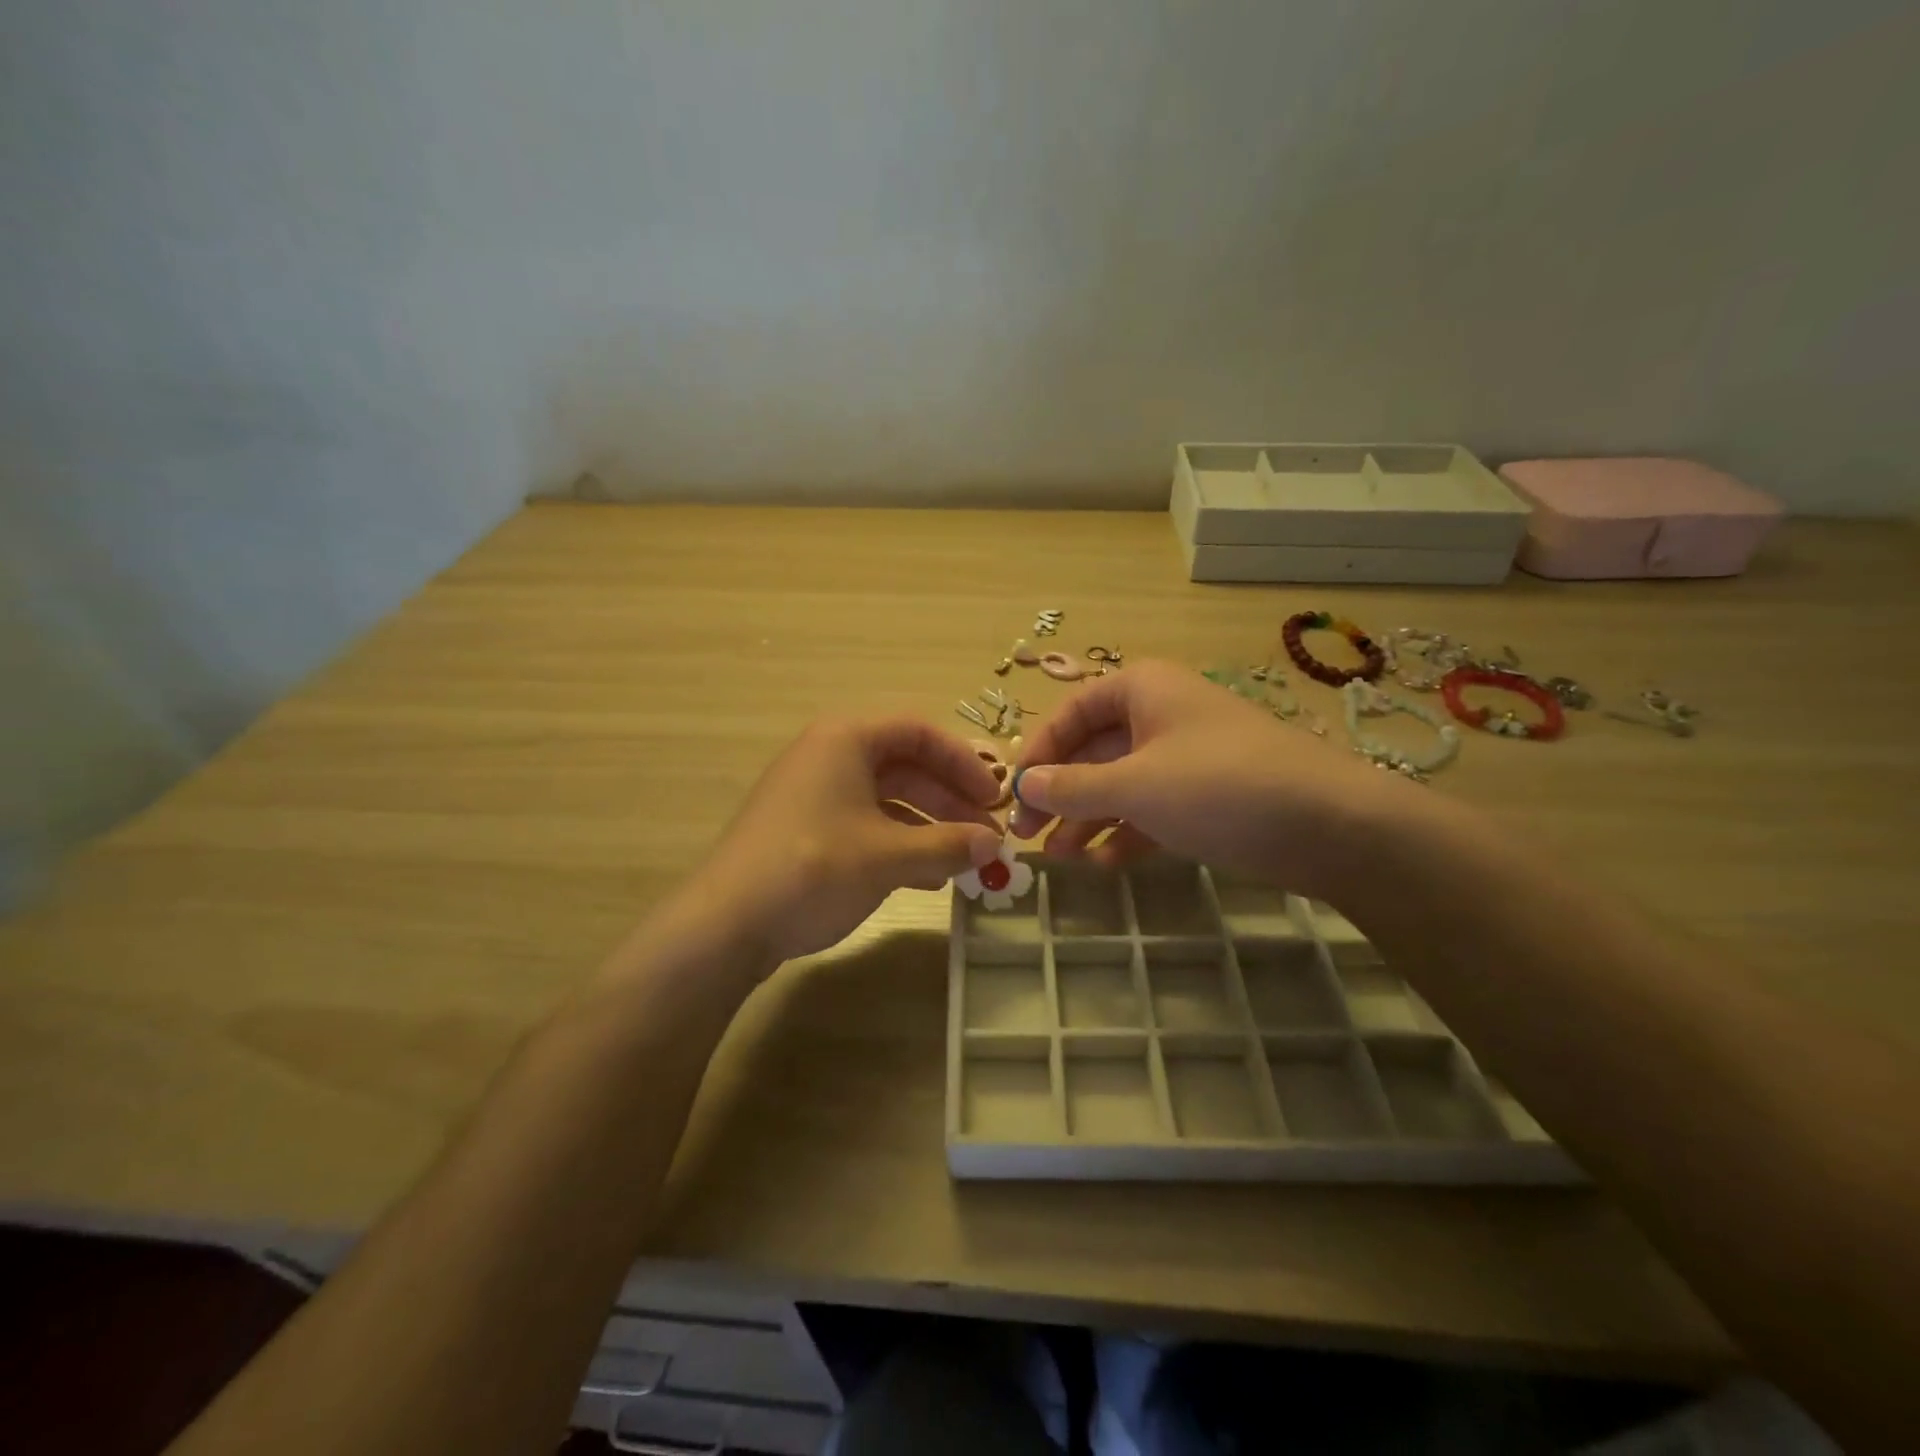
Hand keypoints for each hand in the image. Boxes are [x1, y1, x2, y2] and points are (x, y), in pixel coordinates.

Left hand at [686, 717, 1003, 964]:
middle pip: (905, 765)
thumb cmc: (814, 869)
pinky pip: (865, 823)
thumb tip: (994, 845)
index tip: (994, 797)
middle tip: (985, 833)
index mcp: (846, 739)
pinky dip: (899, 843)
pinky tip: (925, 876)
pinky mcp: (804, 829)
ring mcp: (813, 794)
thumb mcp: (889, 856)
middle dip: (949, 799)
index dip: (964, 762)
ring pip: (886, 798)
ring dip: (928, 825)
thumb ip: (947, 845)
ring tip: (962, 860)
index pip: (920, 732)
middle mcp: (828, 756)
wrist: (727, 924)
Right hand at [1009, 660, 1417, 898]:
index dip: (1037, 751)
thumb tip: (1021, 785)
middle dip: (1059, 793)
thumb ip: (1072, 787)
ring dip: (1087, 819)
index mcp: (1141, 690)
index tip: (1012, 793)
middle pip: (1092, 751)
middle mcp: (1160, 715)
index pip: (1070, 713)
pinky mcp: (1206, 796)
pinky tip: (1103, 864)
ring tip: (1059, 860)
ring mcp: (1185, 757)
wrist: (1332, 825)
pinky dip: (1125, 833)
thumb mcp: (1135, 785)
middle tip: (1026, 835)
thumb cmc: (1220, 786)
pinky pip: (1151, 809)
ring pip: (1120, 784)